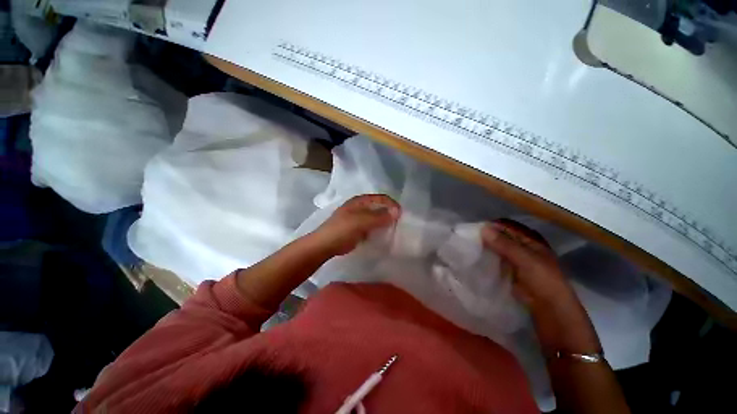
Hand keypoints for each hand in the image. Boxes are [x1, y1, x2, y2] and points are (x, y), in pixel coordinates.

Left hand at [308, 194, 400, 256]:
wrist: (324, 245)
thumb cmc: (341, 230)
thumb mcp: (361, 222)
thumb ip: (379, 217)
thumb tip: (397, 212)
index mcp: (360, 201)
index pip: (380, 198)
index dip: (391, 204)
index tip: (401, 214)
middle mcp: (360, 207)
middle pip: (378, 207)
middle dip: (389, 213)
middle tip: (399, 222)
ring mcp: (358, 218)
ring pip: (375, 217)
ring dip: (384, 222)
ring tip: (393, 229)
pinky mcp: (357, 229)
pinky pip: (371, 226)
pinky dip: (378, 229)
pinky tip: (383, 235)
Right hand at [481, 219, 600, 352]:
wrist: (549, 309)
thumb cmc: (542, 280)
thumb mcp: (525, 259)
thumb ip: (504, 244)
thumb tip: (483, 228)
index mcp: (531, 240)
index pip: (509, 227)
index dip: (493, 226)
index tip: (475, 228)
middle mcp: (523, 248)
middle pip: (502, 237)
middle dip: (487, 237)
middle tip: (468, 238)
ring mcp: (516, 260)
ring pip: (498, 249)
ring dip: (486, 248)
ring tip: (469, 247)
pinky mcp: (510, 272)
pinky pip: (496, 261)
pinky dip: (487, 259)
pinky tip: (476, 258)